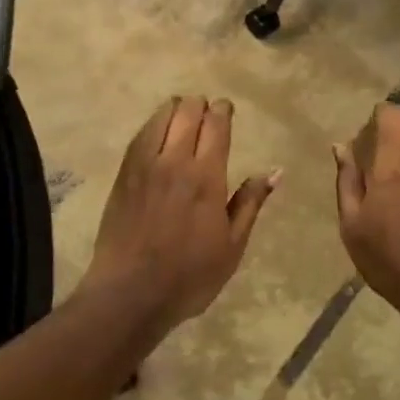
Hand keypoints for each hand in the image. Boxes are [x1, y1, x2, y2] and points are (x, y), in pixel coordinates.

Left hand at [84, 96, 278, 336]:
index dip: (223, 110)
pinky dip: (154, 124)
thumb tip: (275, 171)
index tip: (228, 110)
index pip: (216, 124)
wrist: (129, 293)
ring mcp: (144, 165)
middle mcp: (175, 161)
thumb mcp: (232, 246)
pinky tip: (159, 132)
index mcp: (206, 176)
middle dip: (201, 105)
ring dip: (176, 109)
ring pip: (161, 116)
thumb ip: (250, 202)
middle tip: (208, 115)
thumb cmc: (189, 275)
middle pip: (188, 111)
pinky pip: (140, 135)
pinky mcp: (124, 174)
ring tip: (184, 117)